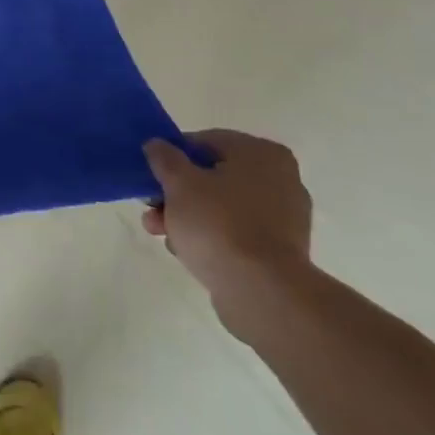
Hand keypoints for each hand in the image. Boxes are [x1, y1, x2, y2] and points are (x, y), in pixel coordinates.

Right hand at [142, 130, 313, 338]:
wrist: (261, 292)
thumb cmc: (219, 224)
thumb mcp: (179, 182)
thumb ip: (164, 158)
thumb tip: (157, 144)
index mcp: (262, 154)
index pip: (205, 141)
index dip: (172, 156)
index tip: (152, 175)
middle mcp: (280, 179)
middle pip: (212, 176)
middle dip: (176, 192)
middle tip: (151, 207)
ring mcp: (283, 218)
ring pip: (221, 206)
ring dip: (187, 216)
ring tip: (161, 233)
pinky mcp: (279, 250)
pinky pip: (235, 232)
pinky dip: (210, 236)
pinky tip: (186, 250)